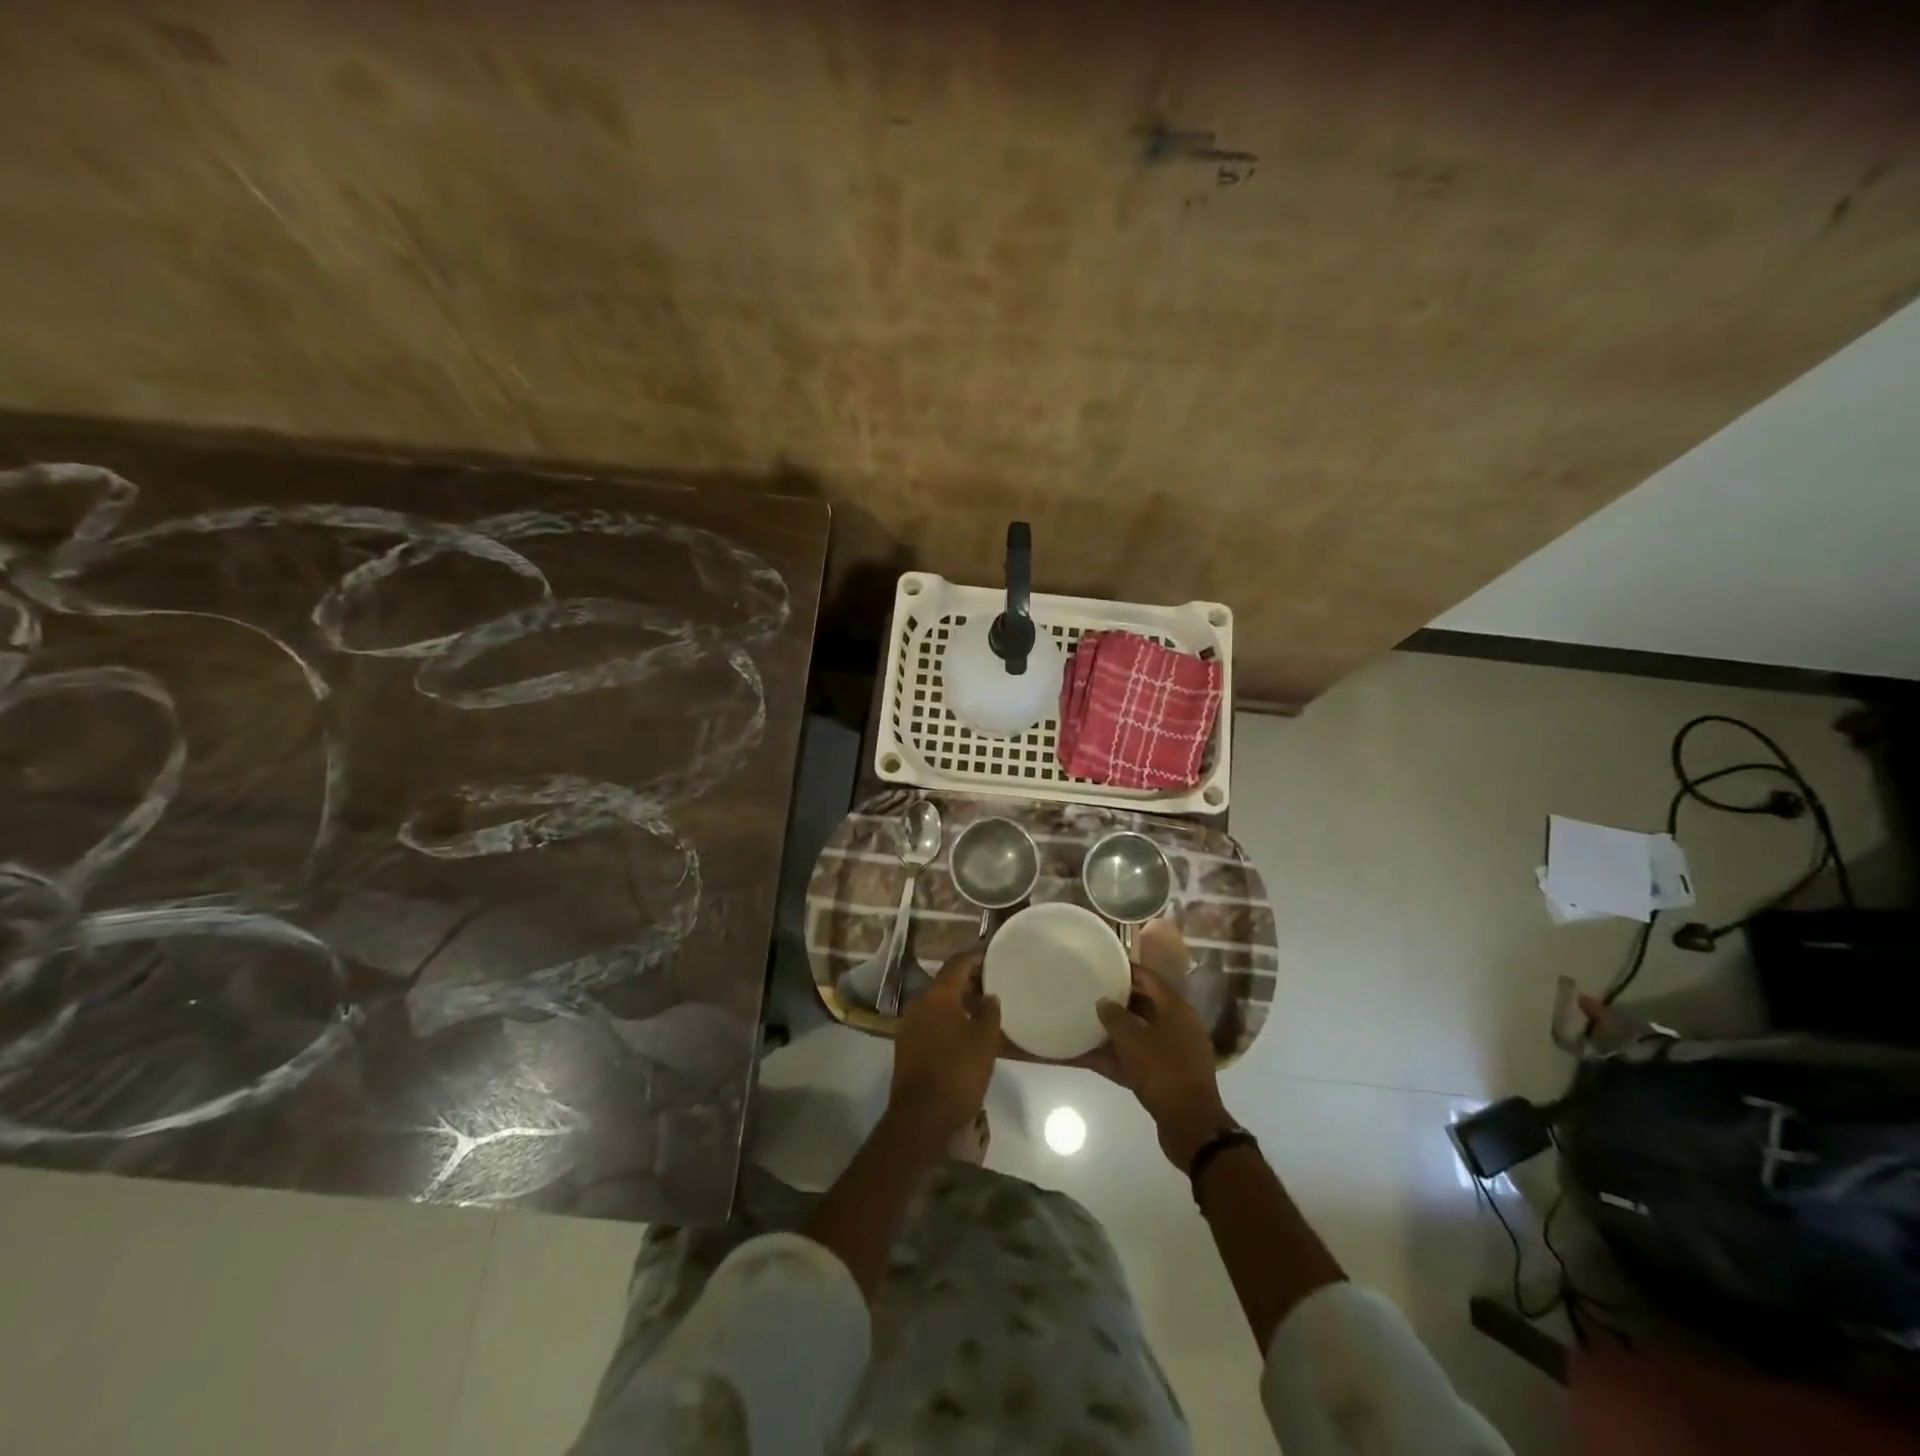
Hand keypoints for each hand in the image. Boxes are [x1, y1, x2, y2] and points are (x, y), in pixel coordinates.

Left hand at [888, 949, 1001, 1142]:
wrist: (921, 1116)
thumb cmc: (958, 1072)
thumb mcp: (985, 1041)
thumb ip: (989, 1012)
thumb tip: (988, 995)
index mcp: (938, 995)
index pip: (956, 964)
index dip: (974, 957)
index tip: (990, 955)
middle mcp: (919, 1004)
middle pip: (945, 984)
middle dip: (967, 982)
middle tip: (990, 985)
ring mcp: (909, 1026)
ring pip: (937, 1005)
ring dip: (957, 1004)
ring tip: (980, 1011)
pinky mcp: (905, 1047)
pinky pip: (930, 1023)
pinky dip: (947, 1021)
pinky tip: (962, 1035)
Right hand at [1097, 964, 1232, 1168]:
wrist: (1191, 1126)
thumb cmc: (1164, 1071)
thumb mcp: (1133, 1039)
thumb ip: (1114, 1016)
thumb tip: (1103, 1002)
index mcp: (1176, 1009)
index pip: (1149, 978)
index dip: (1125, 969)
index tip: (1101, 964)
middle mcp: (1176, 1026)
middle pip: (1142, 1005)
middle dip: (1115, 1000)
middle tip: (1088, 992)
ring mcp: (1171, 1053)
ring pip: (1136, 1034)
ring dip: (1111, 1032)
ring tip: (1081, 1023)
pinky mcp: (1163, 1077)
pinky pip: (1133, 1060)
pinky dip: (1112, 1057)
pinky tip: (1084, 1057)